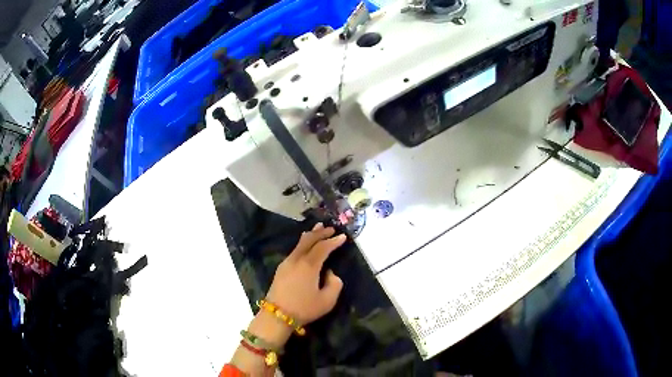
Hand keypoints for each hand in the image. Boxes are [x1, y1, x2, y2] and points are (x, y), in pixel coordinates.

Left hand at [265, 223, 346, 324]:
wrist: (277, 315)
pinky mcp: (281, 268)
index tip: (343, 237)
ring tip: (318, 229)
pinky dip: (303, 243)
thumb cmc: (304, 308)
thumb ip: (335, 283)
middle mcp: (297, 259)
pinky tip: (305, 244)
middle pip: (309, 240)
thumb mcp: (328, 300)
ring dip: (310, 235)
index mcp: (309, 265)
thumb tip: (329, 273)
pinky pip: (295, 250)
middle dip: (321, 233)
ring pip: (300, 243)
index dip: (334, 241)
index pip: (323, 247)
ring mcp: (287, 262)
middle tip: (331, 228)